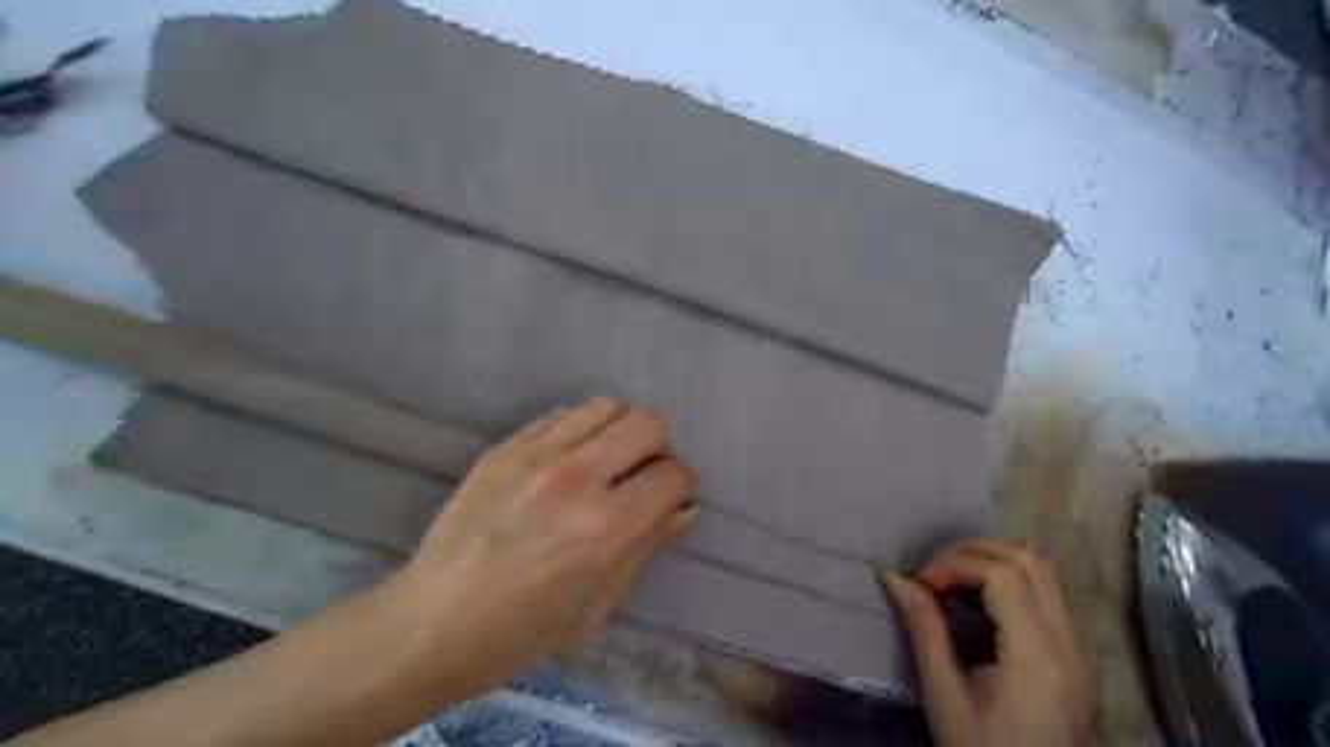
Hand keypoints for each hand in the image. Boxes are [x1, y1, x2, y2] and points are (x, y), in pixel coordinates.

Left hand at [390, 396, 696, 698]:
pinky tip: (566, 461)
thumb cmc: (522, 631)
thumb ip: (645, 547)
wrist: (434, 621)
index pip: (672, 475)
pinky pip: (561, 415)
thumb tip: (680, 511)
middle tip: (640, 477)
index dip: (681, 488)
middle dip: (657, 449)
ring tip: (604, 462)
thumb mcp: (598, 605)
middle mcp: (577, 477)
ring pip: (605, 406)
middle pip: (646, 423)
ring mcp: (537, 455)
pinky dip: (579, 431)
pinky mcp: (505, 447)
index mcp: (606, 526)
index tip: (670, 500)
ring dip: (617, 432)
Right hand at [881, 541, 1090, 746]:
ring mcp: (1074, 649)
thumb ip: (924, 631)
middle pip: (1030, 560)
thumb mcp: (945, 698)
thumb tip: (894, 576)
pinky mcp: (1069, 656)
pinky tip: (972, 604)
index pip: (1003, 575)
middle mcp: (1066, 644)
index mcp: (1038, 657)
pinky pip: (1041, 594)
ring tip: (949, 581)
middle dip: (974, 550)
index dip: (955, 564)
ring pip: (1041, 573)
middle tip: (933, 570)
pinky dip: (1004, 581)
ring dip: (991, 561)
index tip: (920, 583)